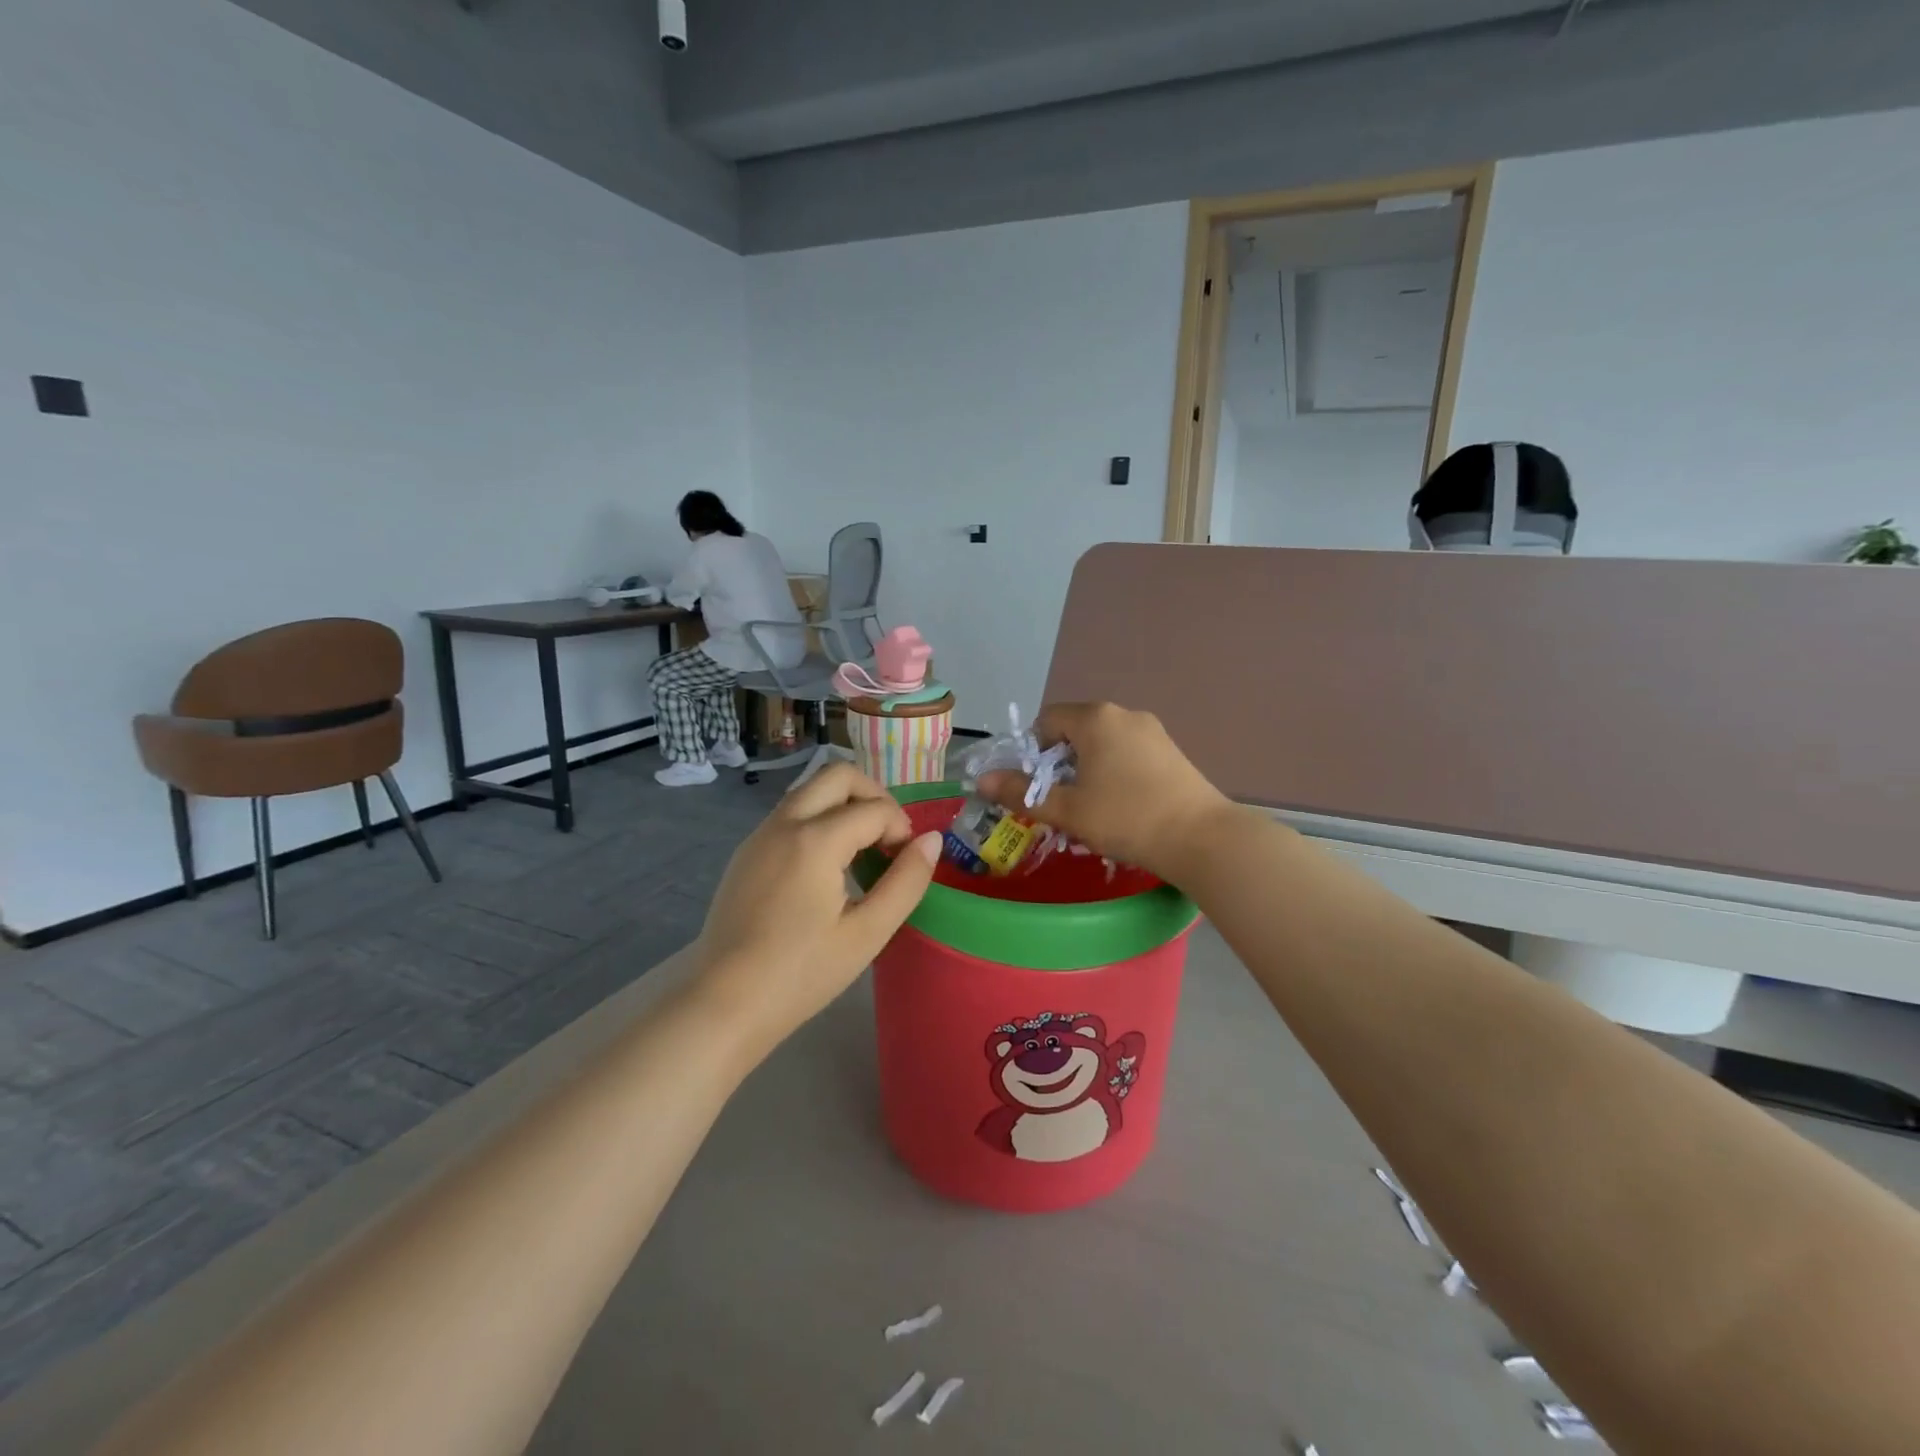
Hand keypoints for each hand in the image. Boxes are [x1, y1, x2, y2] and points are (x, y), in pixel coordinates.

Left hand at [691, 763, 940, 1052]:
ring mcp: (760, 835)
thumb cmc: (801, 974)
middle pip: (837, 775)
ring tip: (862, 851)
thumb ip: (906, 882)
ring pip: (810, 790)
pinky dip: (819, 819)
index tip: (907, 863)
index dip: (902, 829)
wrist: (722, 1004)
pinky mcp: (747, 852)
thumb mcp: (867, 933)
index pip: (875, 809)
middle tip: (889, 837)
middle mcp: (784, 822)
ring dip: (844, 804)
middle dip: (873, 795)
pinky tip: (827, 867)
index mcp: (815, 840)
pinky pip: (790, 813)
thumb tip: (932, 840)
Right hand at [977, 702, 1231, 883]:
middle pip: (1075, 730)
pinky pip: (1129, 753)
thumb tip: (980, 781)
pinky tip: (1124, 806)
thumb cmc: (1126, 818)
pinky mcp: (1172, 751)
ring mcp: (1153, 731)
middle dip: (1061, 763)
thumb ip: (1020, 792)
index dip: (1033, 752)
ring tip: (1092, 808)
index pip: (1047, 720)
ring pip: (1103, 743)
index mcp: (1095, 718)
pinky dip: (1115, 772)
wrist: (1202, 839)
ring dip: (1088, 769)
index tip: (1039, 786)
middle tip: (1062, 801)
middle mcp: (1124, 714)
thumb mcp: (1066, 809)